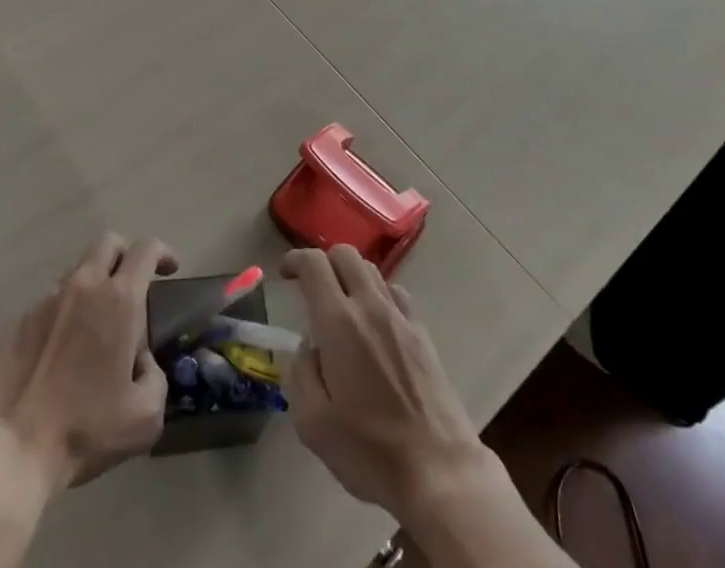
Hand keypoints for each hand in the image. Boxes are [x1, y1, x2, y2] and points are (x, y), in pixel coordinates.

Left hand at [0, 233, 177, 489]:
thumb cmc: (86, 429)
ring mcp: (48, 298)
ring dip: (95, 282)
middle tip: (135, 283)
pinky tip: (65, 347)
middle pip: (109, 243)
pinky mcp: (21, 319)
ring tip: (98, 321)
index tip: (170, 269)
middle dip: (126, 254)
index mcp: (120, 299)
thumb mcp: (145, 416)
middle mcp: (84, 285)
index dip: (163, 252)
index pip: (147, 249)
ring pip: (79, 269)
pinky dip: (67, 310)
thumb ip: (155, 376)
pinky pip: (53, 299)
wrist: (12, 448)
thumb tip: (141, 361)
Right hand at [279, 246, 489, 513]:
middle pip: (345, 254)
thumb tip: (310, 348)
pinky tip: (375, 323)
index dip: (295, 259)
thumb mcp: (313, 424)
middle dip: (323, 262)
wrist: (439, 471)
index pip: (314, 264)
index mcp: (339, 323)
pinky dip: (377, 294)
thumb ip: (300, 375)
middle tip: (311, 288)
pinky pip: (395, 293)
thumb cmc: (370, 450)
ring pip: (371, 270)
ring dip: (350, 276)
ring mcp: (401, 316)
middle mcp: (370, 306)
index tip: (285, 273)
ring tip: (342, 305)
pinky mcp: (422, 333)